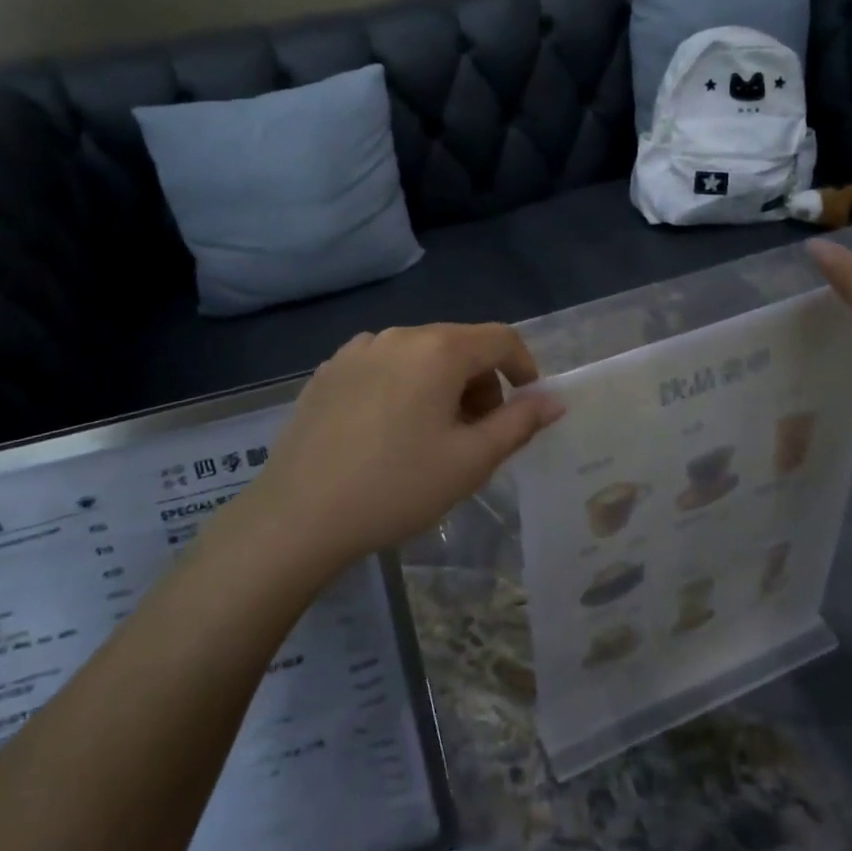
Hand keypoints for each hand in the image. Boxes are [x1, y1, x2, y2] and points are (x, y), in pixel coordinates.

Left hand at [251, 324, 564, 576]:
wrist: (298, 515)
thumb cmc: (397, 487)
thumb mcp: (471, 461)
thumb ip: (519, 423)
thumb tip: (553, 399)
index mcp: (438, 349)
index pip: (501, 338)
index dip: (524, 368)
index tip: (526, 406)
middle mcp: (398, 335)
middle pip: (459, 344)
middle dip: (481, 382)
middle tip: (479, 433)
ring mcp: (357, 350)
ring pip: (419, 355)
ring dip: (442, 385)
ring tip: (432, 436)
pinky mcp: (328, 371)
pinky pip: (383, 366)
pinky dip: (403, 386)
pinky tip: (387, 432)